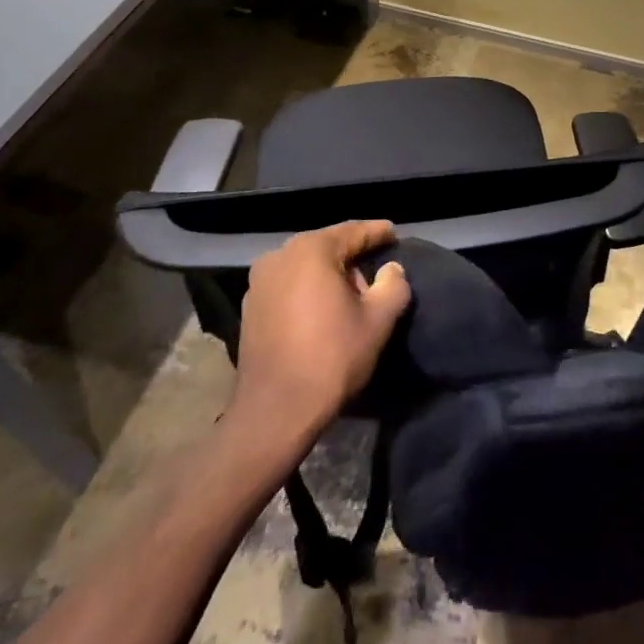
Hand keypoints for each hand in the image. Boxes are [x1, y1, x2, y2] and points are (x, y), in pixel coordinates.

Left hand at [227, 221, 410, 446]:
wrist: (275, 411)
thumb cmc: (332, 358)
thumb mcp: (378, 320)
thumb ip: (393, 285)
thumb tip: (391, 270)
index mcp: (311, 250)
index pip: (352, 232)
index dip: (377, 233)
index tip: (394, 234)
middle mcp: (279, 255)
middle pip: (326, 246)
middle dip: (353, 257)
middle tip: (376, 275)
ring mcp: (259, 281)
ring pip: (305, 266)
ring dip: (328, 275)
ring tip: (349, 297)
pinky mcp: (249, 306)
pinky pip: (288, 285)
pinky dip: (307, 290)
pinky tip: (321, 311)